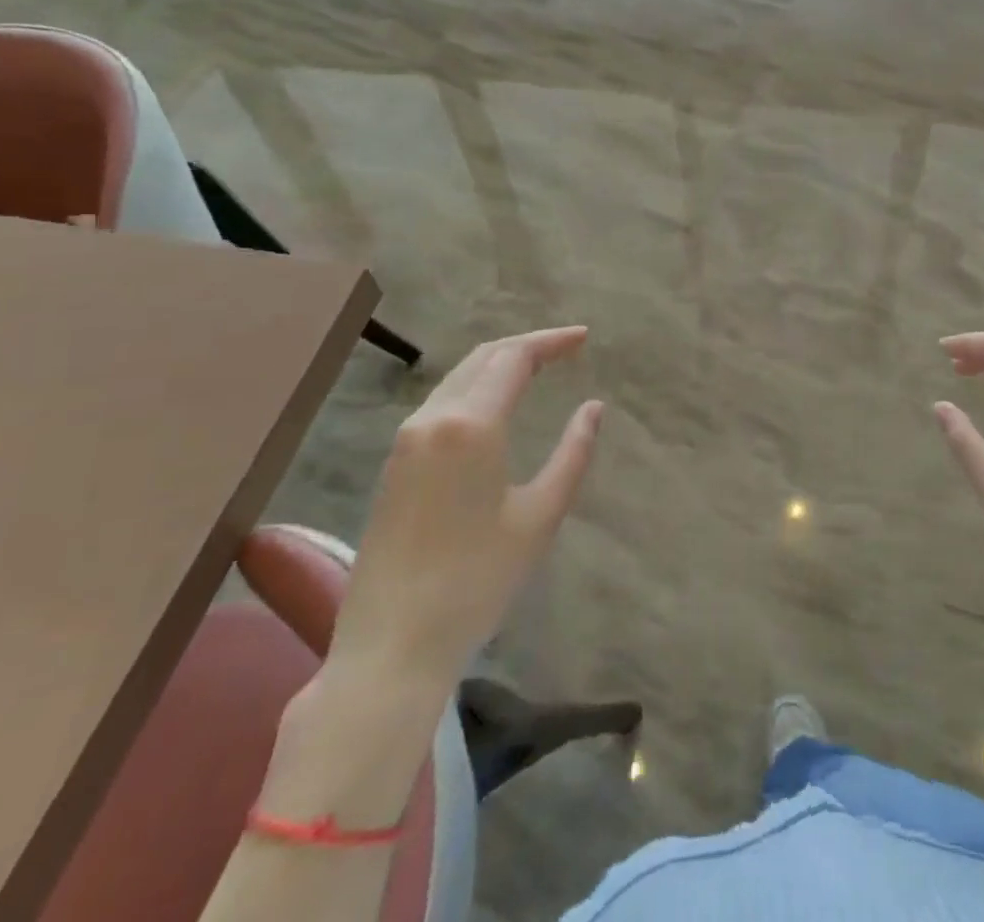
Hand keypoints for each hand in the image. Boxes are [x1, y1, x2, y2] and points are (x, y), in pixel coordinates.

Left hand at [327, 327, 602, 698]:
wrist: (390, 646)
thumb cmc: (476, 582)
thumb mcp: (540, 516)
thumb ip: (573, 453)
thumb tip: (593, 408)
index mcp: (470, 425)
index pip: (514, 358)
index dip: (551, 341)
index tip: (585, 338)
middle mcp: (432, 419)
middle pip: (483, 357)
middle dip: (526, 345)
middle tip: (567, 348)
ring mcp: (406, 441)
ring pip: (458, 378)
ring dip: (498, 364)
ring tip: (537, 369)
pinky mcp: (394, 464)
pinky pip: (441, 403)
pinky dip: (475, 388)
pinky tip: (495, 405)